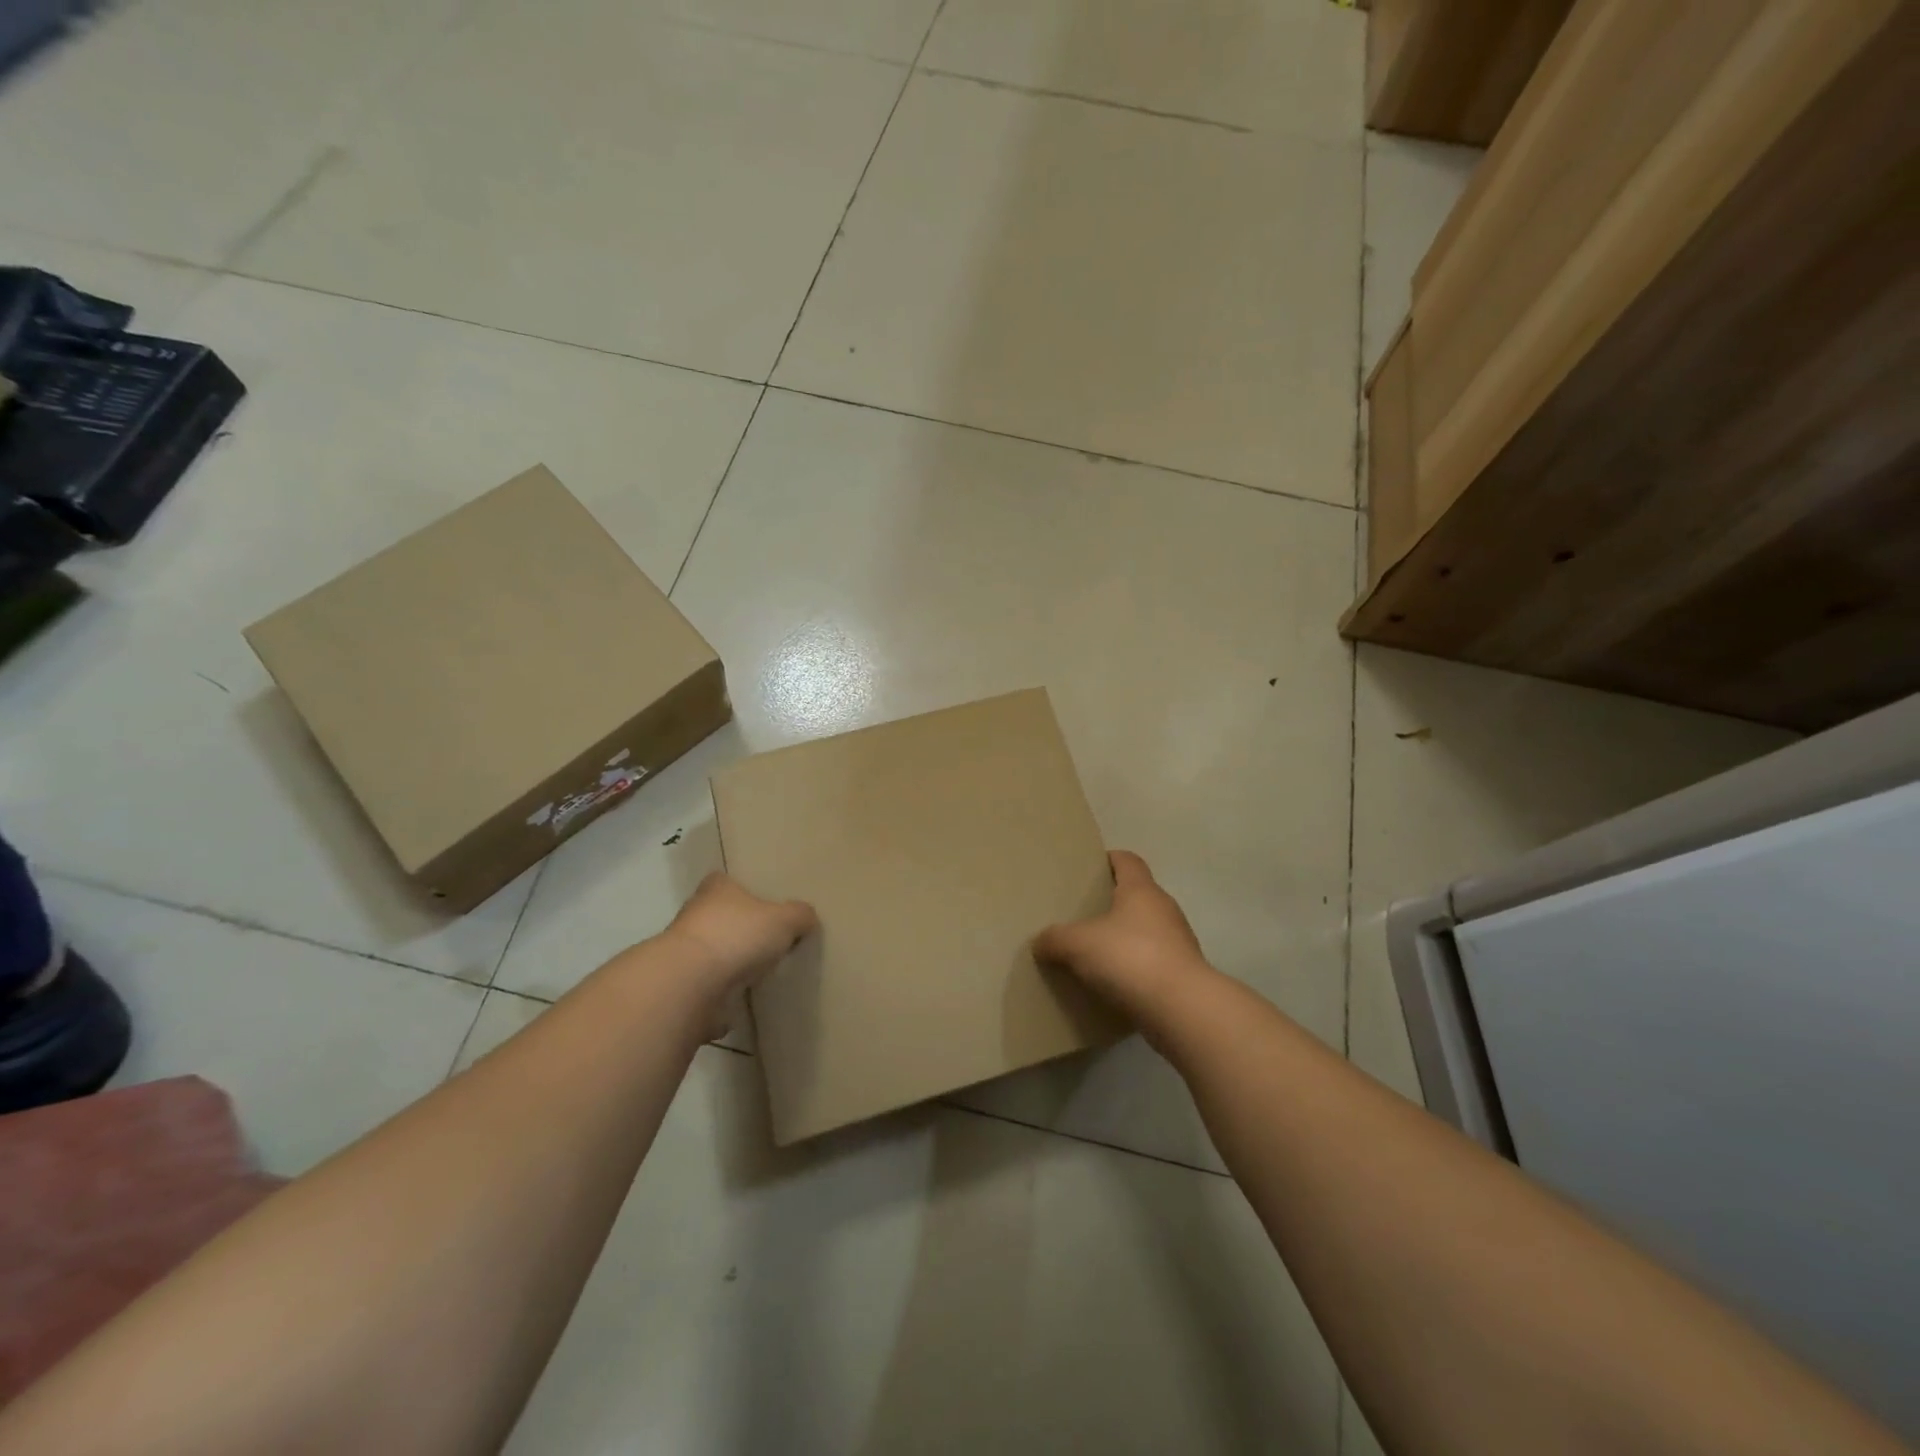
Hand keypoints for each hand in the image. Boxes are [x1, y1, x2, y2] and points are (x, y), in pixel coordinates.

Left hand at [662, 872, 817, 1004]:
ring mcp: (684, 951)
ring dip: (729, 961)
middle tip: (767, 939)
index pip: (726, 881)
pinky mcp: (682, 985)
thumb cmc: (737, 936)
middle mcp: (695, 914)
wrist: (691, 984)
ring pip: (713, 951)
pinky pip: (708, 985)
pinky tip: (742, 998)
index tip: (763, 904)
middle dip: (739, 928)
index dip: (744, 890)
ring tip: (759, 972)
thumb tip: (807, 918)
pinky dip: (721, 991)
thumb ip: (800, 915)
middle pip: (720, 916)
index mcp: (717, 889)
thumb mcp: (784, 919)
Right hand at [1034, 851, 1209, 1025]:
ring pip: (1144, 931)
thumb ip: (1055, 939)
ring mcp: (1177, 942)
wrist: (1182, 1010)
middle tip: (1080, 914)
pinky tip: (1111, 983)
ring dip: (1122, 939)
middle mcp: (1164, 909)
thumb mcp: (1078, 945)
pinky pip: (1151, 962)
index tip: (1087, 868)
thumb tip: (1040, 942)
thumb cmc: (1130, 958)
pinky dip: (1133, 968)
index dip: (1108, 859)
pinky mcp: (1181, 974)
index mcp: (1141, 890)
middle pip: (1135, 896)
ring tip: (1092, 953)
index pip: (1127, 860)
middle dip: (1110, 903)